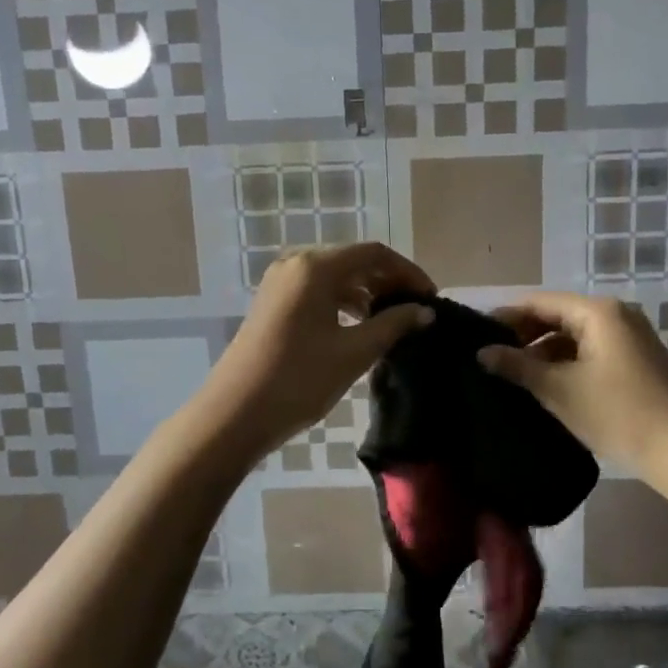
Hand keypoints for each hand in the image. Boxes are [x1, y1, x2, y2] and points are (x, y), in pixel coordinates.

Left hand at [203, 244, 434, 456]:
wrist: (235, 414)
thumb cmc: (299, 379)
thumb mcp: (353, 352)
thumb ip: (393, 325)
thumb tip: (425, 312)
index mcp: (315, 267)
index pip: (374, 254)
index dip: (408, 272)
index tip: (432, 298)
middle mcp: (296, 264)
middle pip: (354, 261)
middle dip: (388, 282)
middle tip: (416, 310)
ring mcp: (280, 283)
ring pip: (335, 277)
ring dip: (367, 293)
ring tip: (393, 320)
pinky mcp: (273, 304)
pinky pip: (317, 292)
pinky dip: (343, 303)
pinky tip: (360, 326)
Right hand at [478, 292, 667, 471]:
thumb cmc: (617, 413)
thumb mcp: (559, 390)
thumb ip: (517, 367)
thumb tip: (482, 353)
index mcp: (597, 312)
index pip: (539, 302)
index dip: (505, 317)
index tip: (476, 335)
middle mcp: (616, 315)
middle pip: (558, 316)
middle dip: (524, 335)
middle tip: (490, 358)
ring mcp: (630, 338)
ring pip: (574, 336)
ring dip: (544, 352)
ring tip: (512, 375)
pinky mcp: (636, 361)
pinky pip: (590, 351)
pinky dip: (565, 363)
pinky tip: (546, 385)